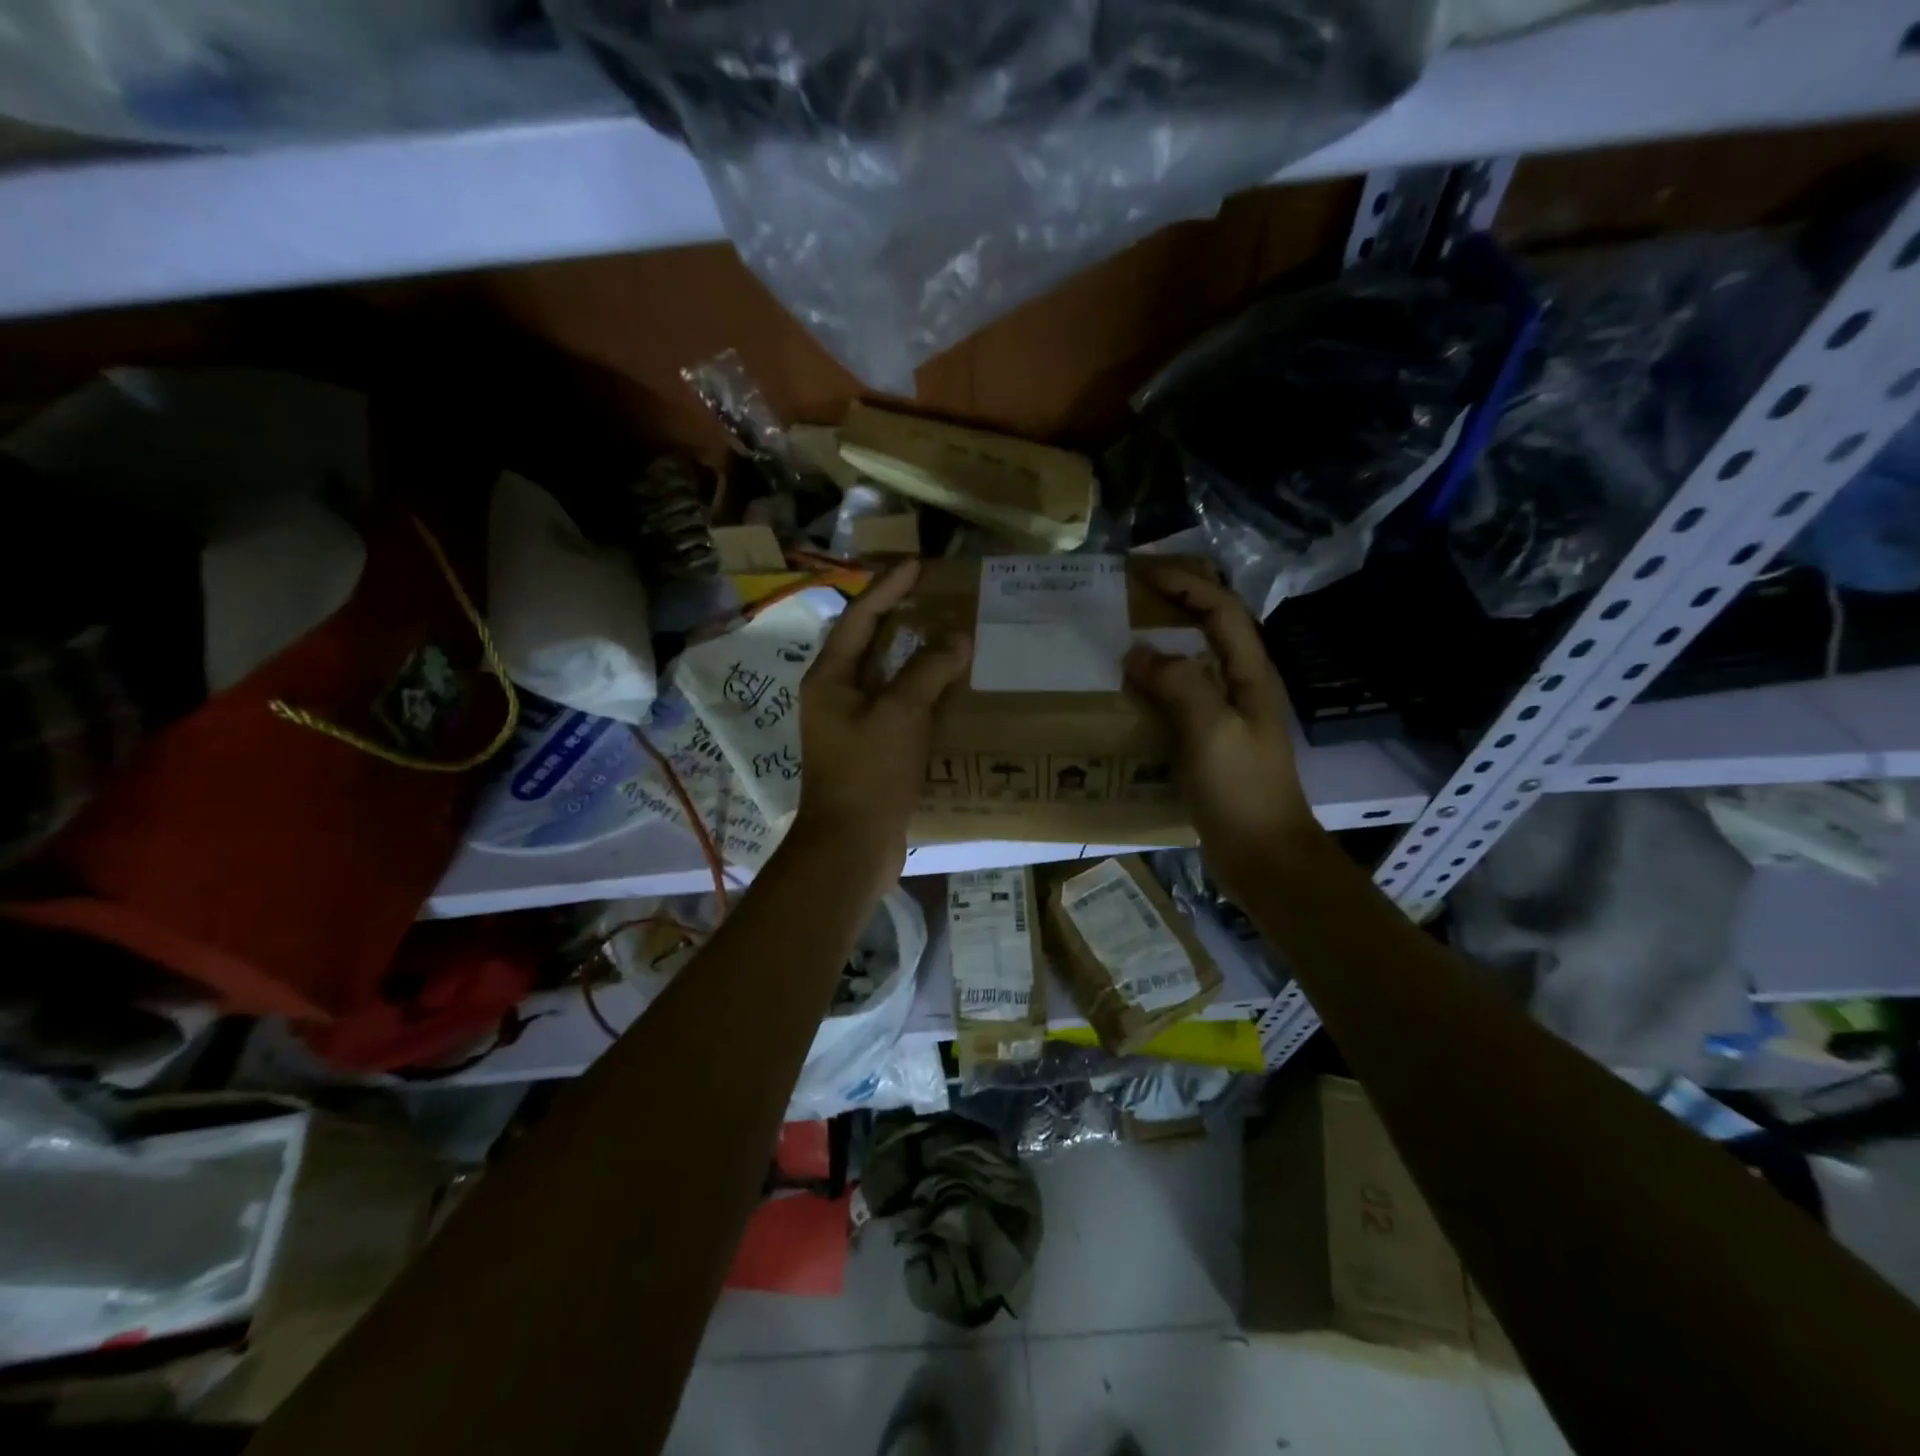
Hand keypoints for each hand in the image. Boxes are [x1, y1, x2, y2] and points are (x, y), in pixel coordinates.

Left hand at [789, 560, 971, 894]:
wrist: (851, 845)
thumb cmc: (869, 773)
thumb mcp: (900, 714)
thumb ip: (928, 670)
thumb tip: (957, 637)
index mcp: (830, 678)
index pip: (860, 617)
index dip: (889, 588)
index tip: (918, 564)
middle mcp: (835, 695)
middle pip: (869, 643)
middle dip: (900, 616)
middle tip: (935, 594)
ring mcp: (851, 724)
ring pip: (885, 676)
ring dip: (913, 655)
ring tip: (947, 634)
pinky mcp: (870, 750)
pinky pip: (897, 707)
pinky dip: (921, 691)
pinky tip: (948, 689)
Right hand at [1123, 561, 1322, 903]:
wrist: (1262, 854)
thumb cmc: (1241, 790)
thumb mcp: (1212, 730)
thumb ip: (1179, 684)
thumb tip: (1137, 653)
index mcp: (1249, 674)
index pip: (1220, 609)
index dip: (1185, 583)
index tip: (1140, 572)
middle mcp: (1239, 686)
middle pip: (1209, 628)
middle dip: (1174, 603)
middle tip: (1128, 595)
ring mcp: (1224, 715)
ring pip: (1192, 662)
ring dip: (1160, 642)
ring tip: (1119, 635)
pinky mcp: (1208, 741)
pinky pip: (1178, 698)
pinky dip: (1153, 683)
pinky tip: (1126, 692)